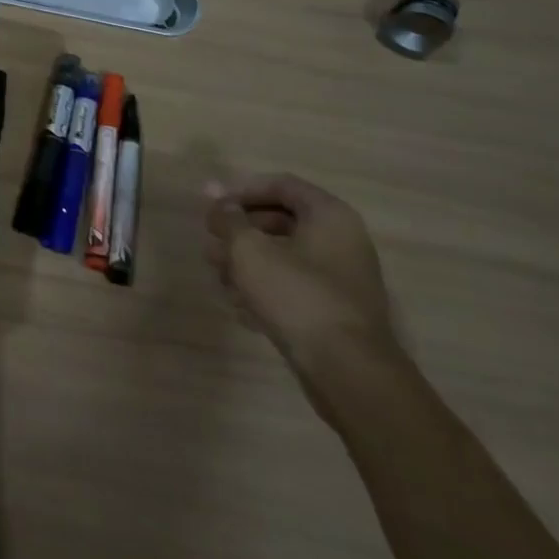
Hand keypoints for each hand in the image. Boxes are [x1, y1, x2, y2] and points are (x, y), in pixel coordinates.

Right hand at [204, 174, 397, 382]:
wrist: (347, 373)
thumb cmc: (297, 295)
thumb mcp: (250, 249)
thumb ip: (228, 218)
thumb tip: (211, 191)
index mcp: (329, 216)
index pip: (281, 185)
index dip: (242, 191)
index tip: (213, 207)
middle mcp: (342, 241)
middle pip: (281, 221)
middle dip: (240, 231)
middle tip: (211, 243)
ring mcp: (342, 280)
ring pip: (285, 257)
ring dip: (248, 262)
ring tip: (218, 276)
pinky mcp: (336, 313)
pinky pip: (295, 288)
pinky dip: (266, 290)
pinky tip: (239, 306)